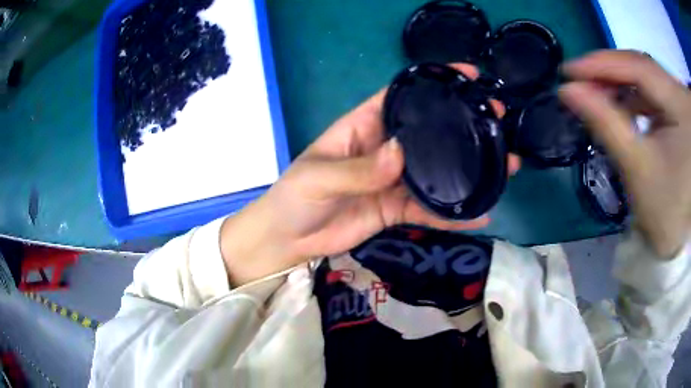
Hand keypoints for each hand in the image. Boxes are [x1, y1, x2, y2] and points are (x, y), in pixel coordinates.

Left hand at [221, 64, 519, 285]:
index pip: (402, 96)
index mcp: (364, 126)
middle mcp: (385, 149)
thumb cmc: (295, 197)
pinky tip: (481, 213)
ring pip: (438, 172)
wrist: (288, 240)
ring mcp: (394, 180)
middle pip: (430, 132)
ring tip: (505, 165)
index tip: (468, 77)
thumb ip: (358, 168)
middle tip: (498, 120)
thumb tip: (401, 155)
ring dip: (470, 170)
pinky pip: (430, 209)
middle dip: (464, 124)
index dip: (434, 84)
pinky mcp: (397, 209)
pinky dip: (454, 213)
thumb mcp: (319, 177)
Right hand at [560, 50, 690, 257]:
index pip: (638, 66)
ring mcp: (684, 101)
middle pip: (644, 68)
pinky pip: (659, 92)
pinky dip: (641, 98)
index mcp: (680, 103)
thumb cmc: (667, 213)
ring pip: (651, 79)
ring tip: (602, 98)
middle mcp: (682, 93)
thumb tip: (568, 90)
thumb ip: (606, 123)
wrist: (685, 238)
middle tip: (582, 84)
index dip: (601, 64)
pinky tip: (628, 108)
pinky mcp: (684, 111)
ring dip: (625, 87)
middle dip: (612, 75)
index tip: (568, 71)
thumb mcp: (638, 168)